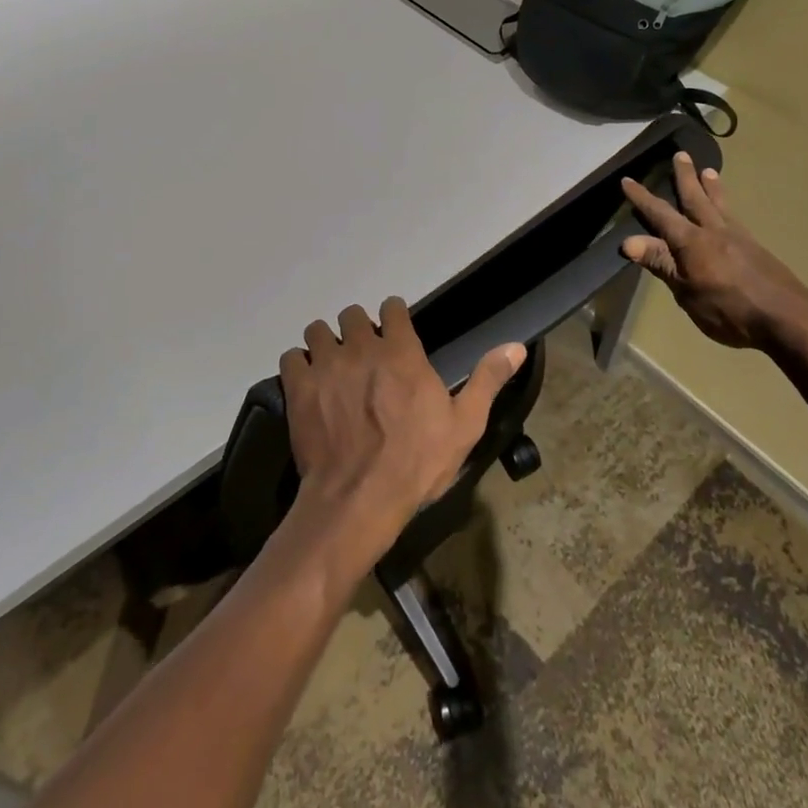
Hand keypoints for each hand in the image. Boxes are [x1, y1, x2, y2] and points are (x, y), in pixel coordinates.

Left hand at [278, 298, 525, 575]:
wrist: (360, 499)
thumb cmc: (417, 463)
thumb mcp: (465, 425)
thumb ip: (487, 379)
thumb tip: (516, 345)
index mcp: (401, 351)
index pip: (392, 308)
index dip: (393, 317)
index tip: (394, 332)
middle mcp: (361, 347)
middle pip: (352, 315)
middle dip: (357, 329)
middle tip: (363, 356)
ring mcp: (326, 366)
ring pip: (318, 331)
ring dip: (326, 344)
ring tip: (332, 368)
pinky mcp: (299, 388)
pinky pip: (291, 357)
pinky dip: (299, 366)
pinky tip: (308, 385)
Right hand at [621, 152, 807, 350]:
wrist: (786, 317)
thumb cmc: (729, 309)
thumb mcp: (686, 292)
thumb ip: (661, 263)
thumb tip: (628, 241)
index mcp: (691, 241)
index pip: (660, 214)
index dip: (642, 198)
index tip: (627, 180)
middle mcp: (713, 231)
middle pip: (695, 198)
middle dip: (684, 177)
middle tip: (680, 154)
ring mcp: (738, 237)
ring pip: (719, 204)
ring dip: (711, 186)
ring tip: (708, 170)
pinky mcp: (755, 248)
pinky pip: (734, 216)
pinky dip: (726, 205)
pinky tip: (728, 211)